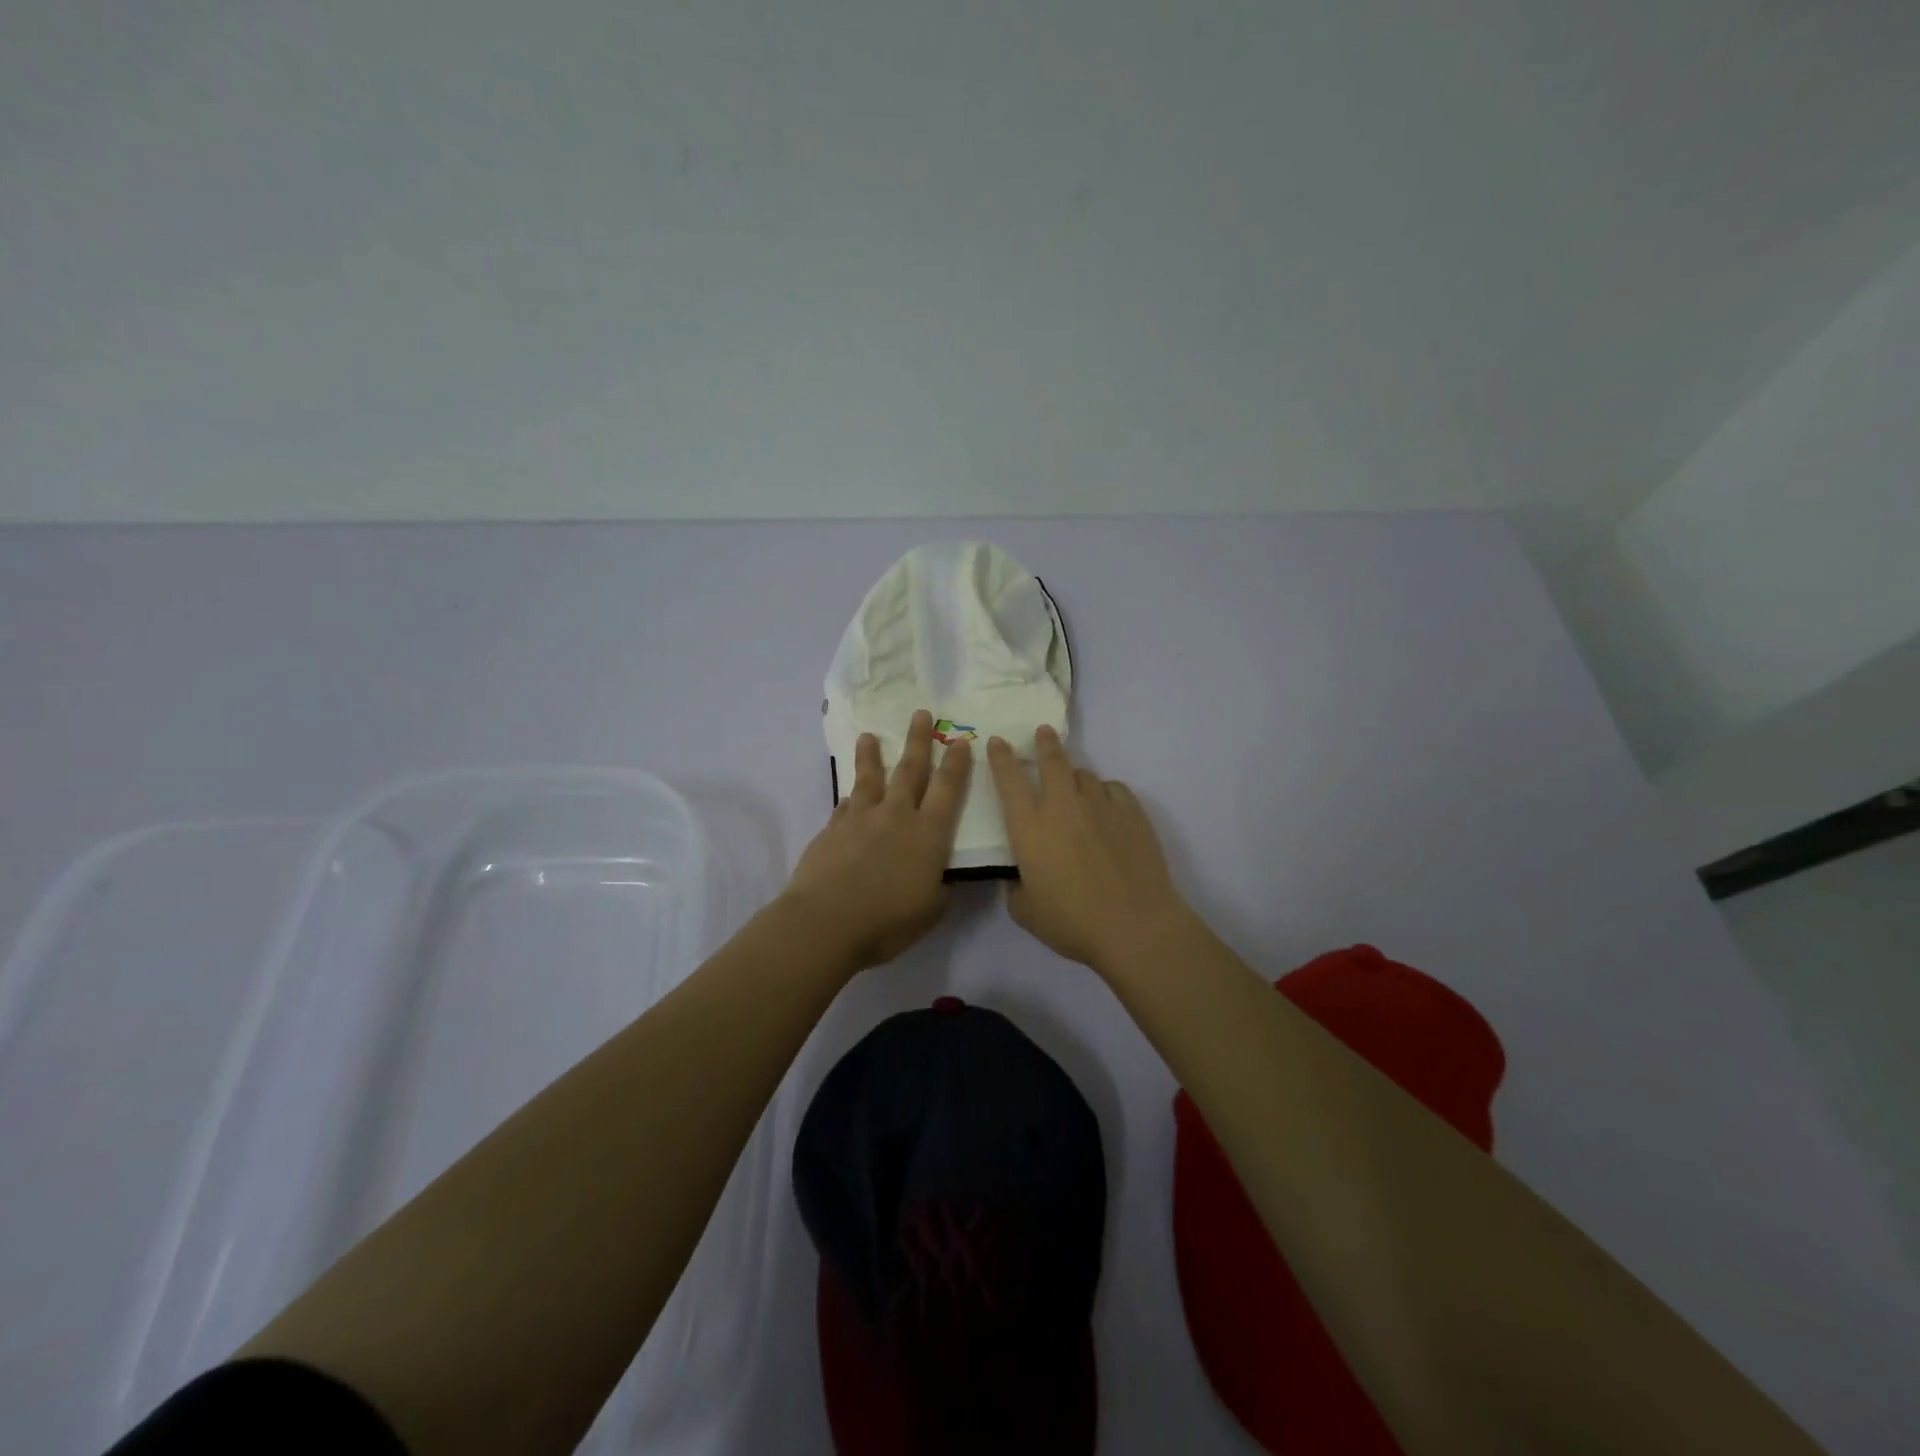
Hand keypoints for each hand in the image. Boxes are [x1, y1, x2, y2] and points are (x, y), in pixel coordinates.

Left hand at [782, 709, 971, 971]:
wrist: (826, 922)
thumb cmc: (887, 921)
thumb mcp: (931, 909)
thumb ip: (939, 887)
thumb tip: (939, 876)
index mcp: (928, 834)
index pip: (947, 789)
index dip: (955, 764)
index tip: (959, 741)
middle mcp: (896, 816)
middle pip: (910, 770)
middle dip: (918, 741)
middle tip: (920, 714)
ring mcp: (861, 818)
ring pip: (870, 778)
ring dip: (872, 755)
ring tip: (868, 736)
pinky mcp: (832, 829)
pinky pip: (846, 805)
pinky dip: (850, 798)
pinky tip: (849, 795)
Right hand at [987, 725, 1189, 973]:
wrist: (1134, 925)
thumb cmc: (1072, 922)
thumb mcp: (1027, 912)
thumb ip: (1016, 889)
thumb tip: (1020, 879)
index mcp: (1030, 828)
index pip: (1009, 781)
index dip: (1001, 758)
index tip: (998, 741)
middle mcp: (1062, 807)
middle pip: (1053, 761)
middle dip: (1045, 743)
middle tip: (1043, 732)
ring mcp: (1100, 806)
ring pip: (1084, 774)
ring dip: (1075, 776)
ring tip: (1075, 784)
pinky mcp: (1132, 813)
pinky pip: (1114, 789)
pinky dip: (1105, 792)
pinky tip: (1107, 805)